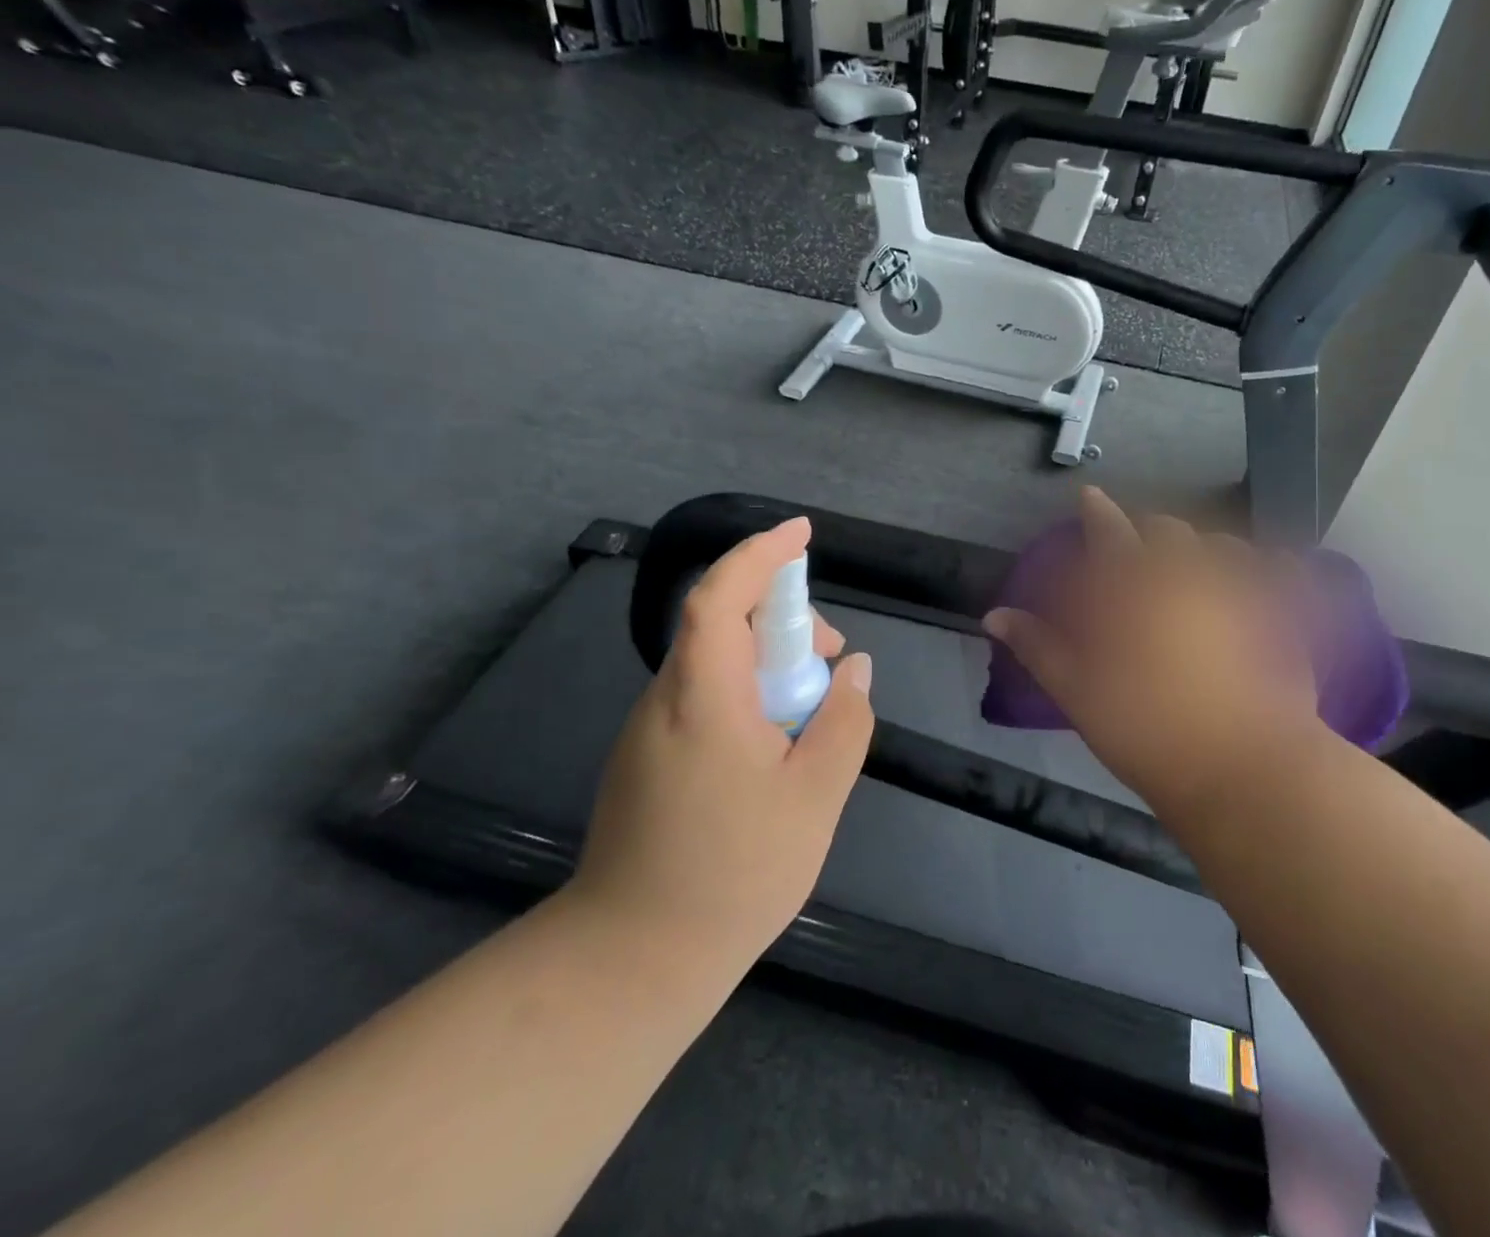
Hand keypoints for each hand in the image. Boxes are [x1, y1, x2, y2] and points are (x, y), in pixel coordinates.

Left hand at [568, 518, 873, 968]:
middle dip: (781, 620)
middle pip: (720, 624)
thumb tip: (854, 670)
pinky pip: (702, 698)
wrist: (632, 962)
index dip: (760, 554)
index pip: (721, 595)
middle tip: (831, 658)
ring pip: (713, 664)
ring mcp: (648, 731)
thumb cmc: (733, 874)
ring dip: (766, 662)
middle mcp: (666, 700)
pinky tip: (775, 746)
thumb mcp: (815, 797)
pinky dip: (746, 694)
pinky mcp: (645, 759)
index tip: (802, 531)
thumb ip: (843, 722)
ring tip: (812, 710)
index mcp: (703, 697)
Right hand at [984, 487, 1323, 824]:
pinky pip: (1279, 571)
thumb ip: (1038, 646)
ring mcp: (1241, 589)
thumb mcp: (1077, 691)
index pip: (1108, 530)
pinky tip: (1263, 576)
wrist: (1242, 767)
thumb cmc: (1145, 729)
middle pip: (1166, 530)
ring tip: (1194, 567)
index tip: (1089, 496)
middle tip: (1137, 550)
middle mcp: (1187, 572)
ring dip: (1200, 547)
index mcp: (1133, 585)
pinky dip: (1266, 567)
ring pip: (1220, 544)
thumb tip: (995, 615)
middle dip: (1147, 532)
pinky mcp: (1283, 614)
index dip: (1096, 511)